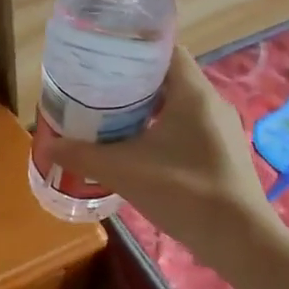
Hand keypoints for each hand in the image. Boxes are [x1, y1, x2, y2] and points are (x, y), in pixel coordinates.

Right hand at [42, 46, 268, 247]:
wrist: (240, 241)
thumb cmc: (185, 192)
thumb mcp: (125, 171)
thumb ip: (83, 155)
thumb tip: (48, 143)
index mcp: (193, 93)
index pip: (165, 49)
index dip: (133, 48)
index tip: (103, 57)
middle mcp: (212, 103)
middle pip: (168, 78)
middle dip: (132, 82)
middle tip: (97, 89)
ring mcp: (221, 130)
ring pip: (178, 105)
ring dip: (147, 109)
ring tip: (110, 118)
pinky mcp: (222, 154)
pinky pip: (187, 128)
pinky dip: (162, 131)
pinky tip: (138, 150)